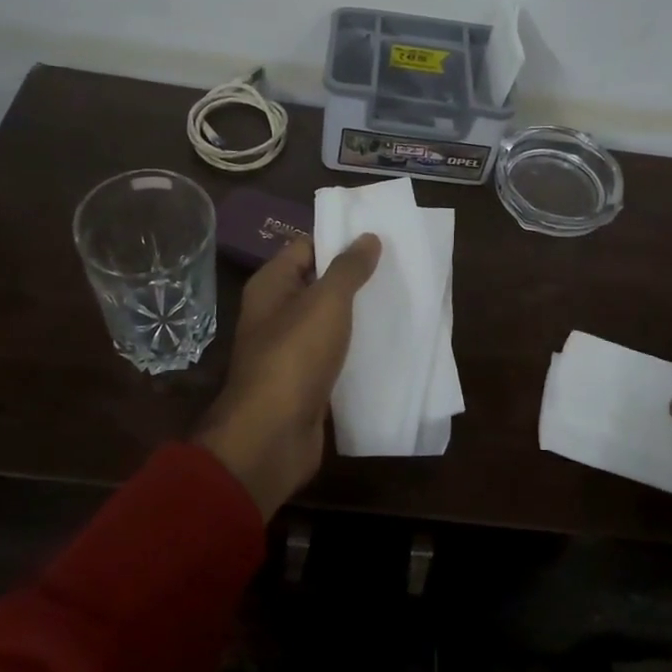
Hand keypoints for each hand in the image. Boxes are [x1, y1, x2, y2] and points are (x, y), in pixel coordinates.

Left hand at [197, 234, 380, 517]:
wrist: (272, 435)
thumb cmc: (295, 356)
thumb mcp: (326, 302)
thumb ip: (348, 268)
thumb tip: (368, 236)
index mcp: (271, 285)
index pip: (306, 247)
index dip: (340, 240)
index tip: (380, 238)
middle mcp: (276, 312)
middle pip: (319, 283)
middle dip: (356, 278)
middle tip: (398, 269)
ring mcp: (290, 348)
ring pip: (329, 320)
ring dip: (359, 314)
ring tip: (400, 301)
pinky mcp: (305, 379)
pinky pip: (334, 353)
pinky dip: (356, 347)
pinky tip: (388, 343)